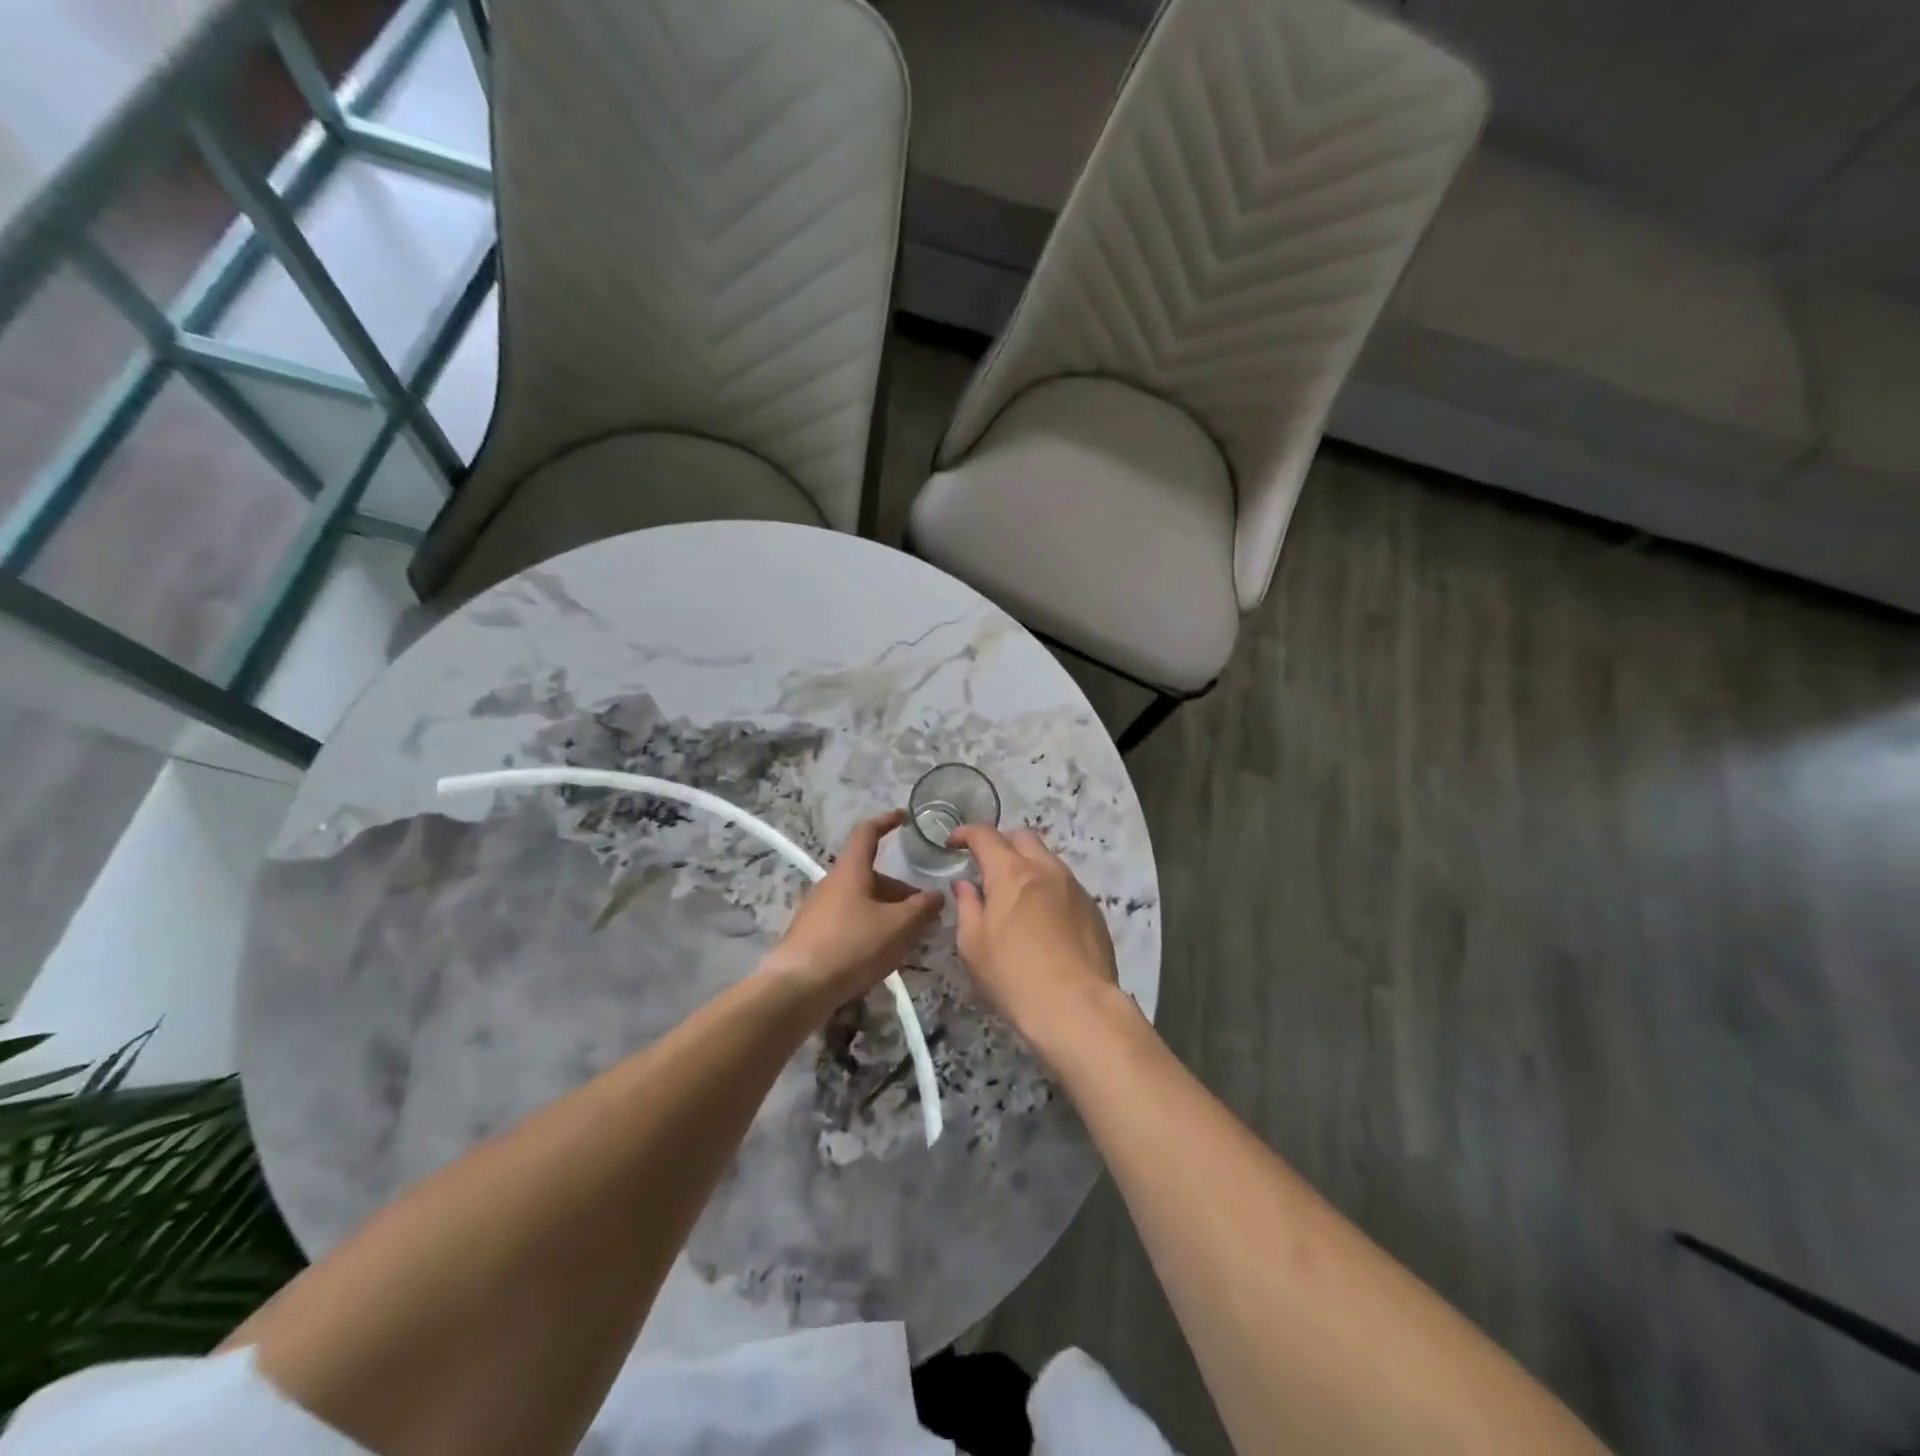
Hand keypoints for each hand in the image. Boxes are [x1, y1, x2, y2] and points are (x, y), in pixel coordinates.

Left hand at [763, 812, 941, 1011]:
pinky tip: (881, 954)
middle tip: (923, 909)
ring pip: (861, 901)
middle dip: (898, 889)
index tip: (904, 817)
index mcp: (850, 871)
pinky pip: (848, 922)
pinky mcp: (812, 937)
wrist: (797, 989)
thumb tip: (937, 894)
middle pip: (869, 875)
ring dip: (886, 911)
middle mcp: (831, 884)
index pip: (868, 833)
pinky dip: (869, 928)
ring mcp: (818, 911)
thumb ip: (922, 908)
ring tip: (908, 936)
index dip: (886, 821)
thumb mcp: (898, 927)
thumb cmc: (851, 946)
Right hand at [949, 825, 1120, 1052]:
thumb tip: (965, 885)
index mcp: (1012, 872)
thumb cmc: (1014, 976)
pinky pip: (1065, 884)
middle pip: (1022, 836)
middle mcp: (1046, 869)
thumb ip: (967, 907)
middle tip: (986, 866)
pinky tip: (1043, 919)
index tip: (953, 843)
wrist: (1078, 1006)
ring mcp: (1074, 886)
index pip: (985, 835)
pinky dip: (1048, 888)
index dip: (966, 833)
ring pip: (1047, 859)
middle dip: (1001, 843)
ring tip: (1015, 894)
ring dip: (1028, 865)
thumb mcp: (974, 945)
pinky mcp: (1093, 908)